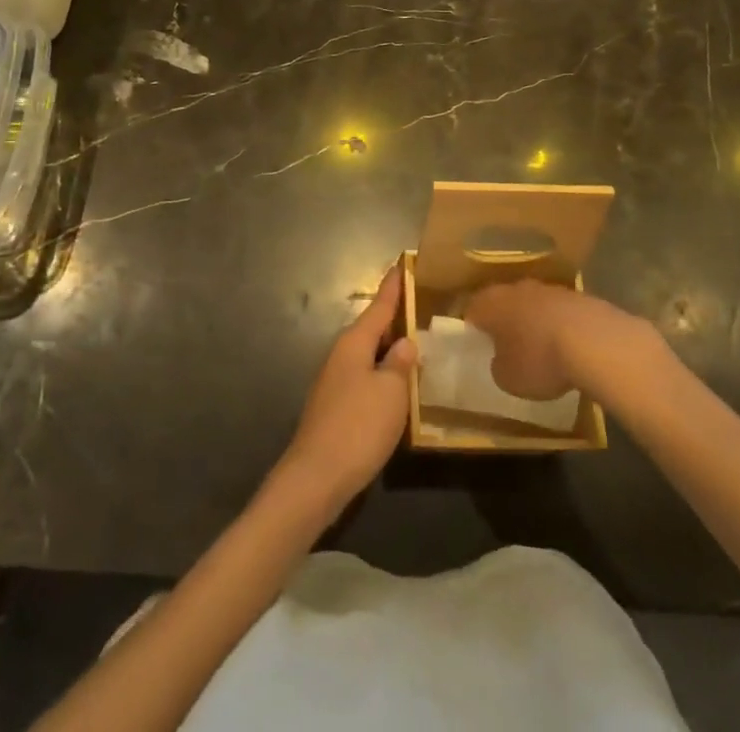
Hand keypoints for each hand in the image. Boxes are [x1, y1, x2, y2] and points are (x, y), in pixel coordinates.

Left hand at [276, 264, 416, 516]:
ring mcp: (336, 381)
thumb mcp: (391, 392)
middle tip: (423, 304)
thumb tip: (405, 342)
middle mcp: (342, 354)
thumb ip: (400, 364)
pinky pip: (366, 377)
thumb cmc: (358, 427)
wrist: (316, 477)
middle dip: (395, 317)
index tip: (404, 263)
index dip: (394, 286)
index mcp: (354, 342)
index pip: (380, 305)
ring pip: (370, 354)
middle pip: (373, 328)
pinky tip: (399, 386)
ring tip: (418, 342)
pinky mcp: (336, 407)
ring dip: (391, 348)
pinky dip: (384, 374)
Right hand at [465, 279, 650, 401]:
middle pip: (503, 302)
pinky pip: (559, 311)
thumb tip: (501, 360)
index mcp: (491, 303)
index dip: (473, 328)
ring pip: (533, 304)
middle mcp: (516, 288)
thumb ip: (498, 366)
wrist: (594, 341)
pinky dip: (559, 325)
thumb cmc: (539, 360)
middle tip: (507, 345)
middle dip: (504, 321)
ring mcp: (549, 288)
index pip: (472, 310)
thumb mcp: (508, 379)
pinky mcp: (578, 296)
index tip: (477, 345)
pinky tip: (568, 347)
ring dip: (533, 321)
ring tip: (540, 348)